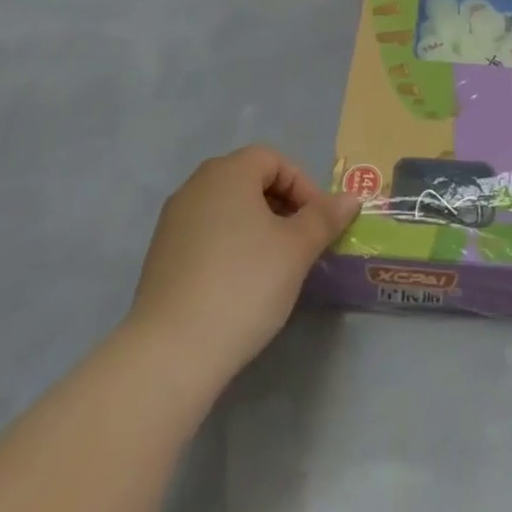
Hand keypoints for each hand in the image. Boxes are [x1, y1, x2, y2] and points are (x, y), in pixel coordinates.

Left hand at [125, 147, 359, 395]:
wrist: (171, 352)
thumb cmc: (244, 284)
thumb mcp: (297, 249)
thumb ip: (325, 217)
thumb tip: (351, 198)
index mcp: (228, 172)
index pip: (274, 159)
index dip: (303, 186)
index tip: (318, 224)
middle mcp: (195, 186)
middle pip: (249, 180)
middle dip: (282, 206)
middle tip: (301, 243)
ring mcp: (173, 221)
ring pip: (227, 209)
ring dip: (256, 227)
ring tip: (275, 266)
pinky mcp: (160, 256)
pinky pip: (206, 235)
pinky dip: (230, 247)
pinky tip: (240, 285)